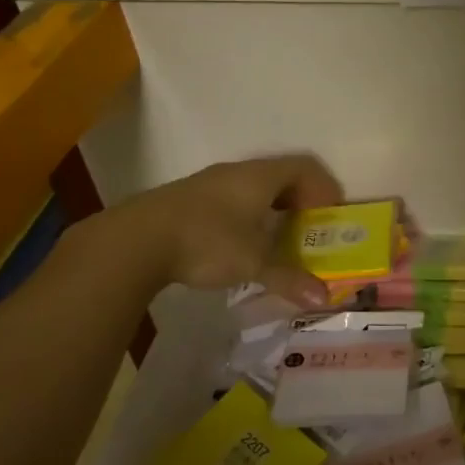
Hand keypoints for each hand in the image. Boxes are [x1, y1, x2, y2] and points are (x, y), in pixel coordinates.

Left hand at [88, 154, 344, 302]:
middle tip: (309, 228)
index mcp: (260, 177)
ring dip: (271, 208)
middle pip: (280, 175)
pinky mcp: (187, 199)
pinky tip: (238, 243)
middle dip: (300, 199)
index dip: (324, 187)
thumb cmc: (206, 241)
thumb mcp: (253, 262)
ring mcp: (208, 183)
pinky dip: (246, 215)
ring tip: (276, 238)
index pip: (304, 167)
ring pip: (252, 187)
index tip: (331, 214)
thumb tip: (322, 297)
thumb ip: (289, 277)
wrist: (134, 240)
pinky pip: (230, 198)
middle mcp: (237, 172)